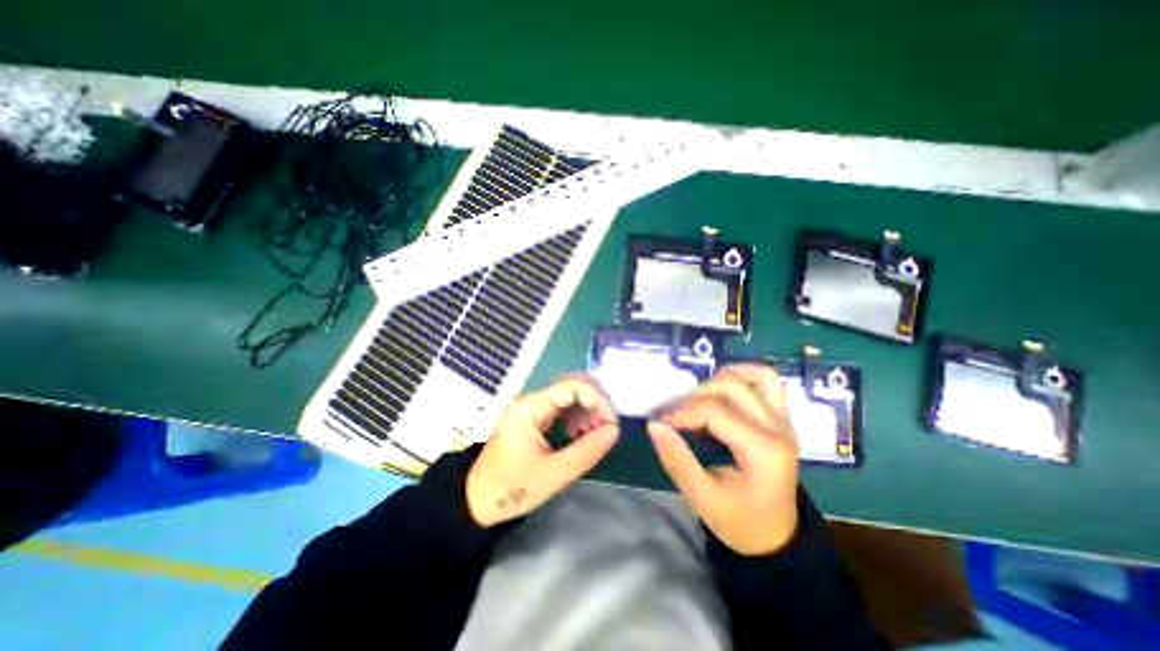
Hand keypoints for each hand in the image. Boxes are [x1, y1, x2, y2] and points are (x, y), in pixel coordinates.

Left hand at [465, 376, 621, 528]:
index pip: (573, 385)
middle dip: (595, 403)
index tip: (611, 424)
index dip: (598, 399)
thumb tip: (615, 429)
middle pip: (573, 385)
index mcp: (530, 407)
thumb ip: (587, 450)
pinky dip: (578, 416)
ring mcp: (532, 406)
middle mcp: (531, 399)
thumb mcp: (554, 474)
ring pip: (570, 394)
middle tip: (605, 429)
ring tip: (593, 435)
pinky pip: (563, 406)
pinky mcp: (535, 416)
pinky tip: (580, 434)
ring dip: (588, 410)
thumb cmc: (512, 489)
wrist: (477, 501)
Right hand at [649, 365, 803, 556]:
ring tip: (698, 402)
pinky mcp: (780, 416)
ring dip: (718, 381)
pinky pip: (765, 380)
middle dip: (695, 396)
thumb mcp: (702, 498)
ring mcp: (783, 419)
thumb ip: (676, 460)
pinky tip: (720, 390)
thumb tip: (654, 424)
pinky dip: (740, 376)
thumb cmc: (739, 522)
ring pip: (751, 375)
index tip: (661, 422)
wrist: (775, 536)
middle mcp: (778, 427)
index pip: (715, 412)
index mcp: (763, 451)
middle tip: (677, 416)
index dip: (682, 412)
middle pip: (731, 386)